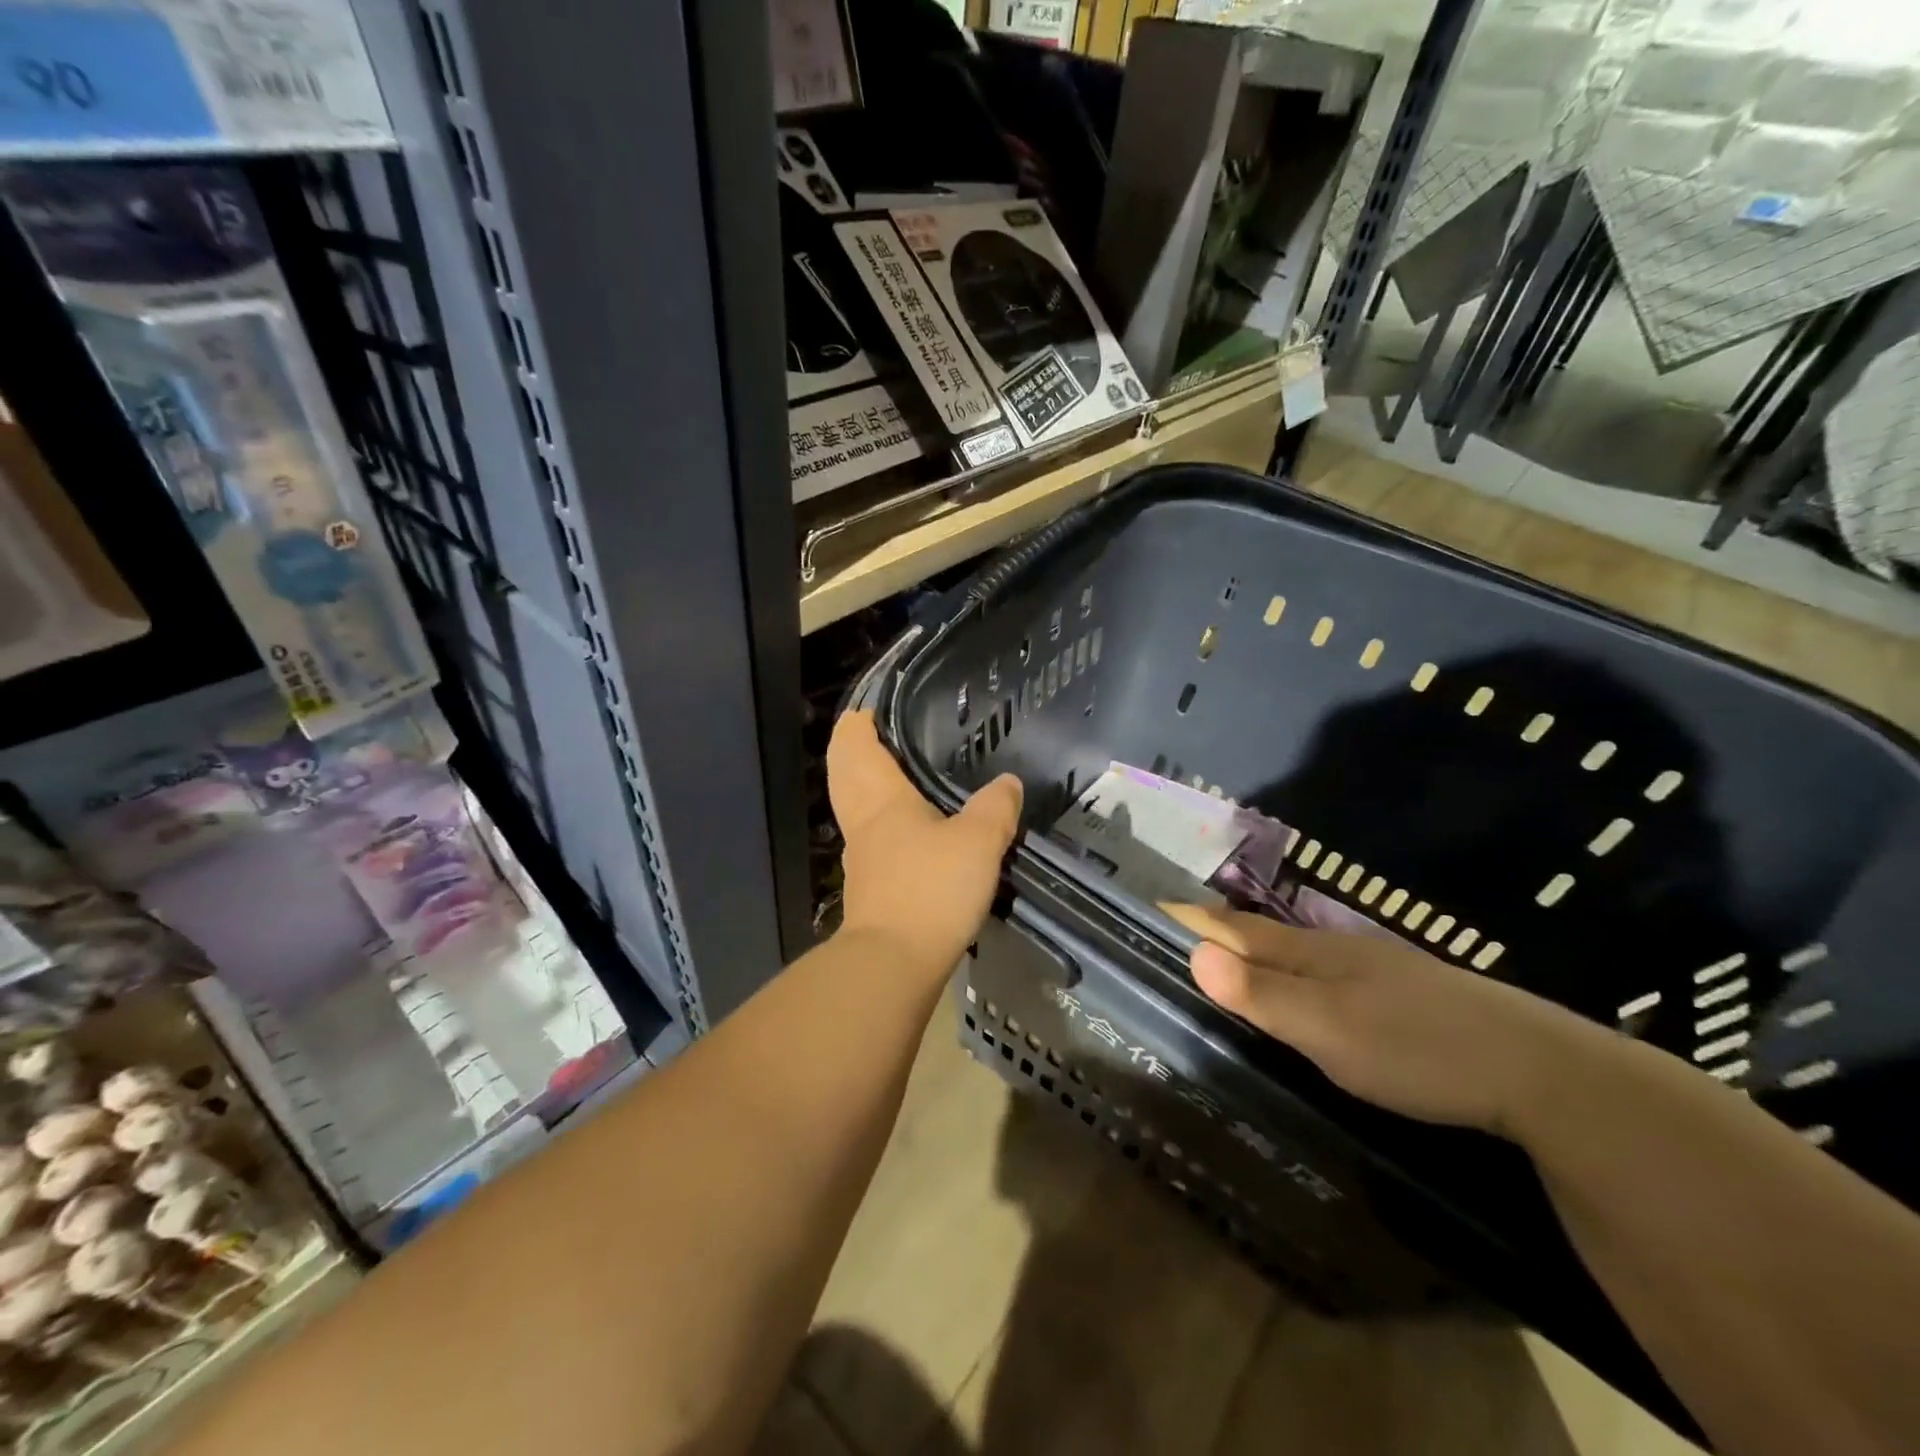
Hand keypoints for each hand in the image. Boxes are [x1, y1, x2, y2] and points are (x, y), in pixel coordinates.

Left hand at [828, 712, 1022, 974]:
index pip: (860, 751)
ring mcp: (863, 860)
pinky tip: (899, 834)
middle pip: (846, 778)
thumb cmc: (931, 888)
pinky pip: (869, 842)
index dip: (856, 728)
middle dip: (847, 753)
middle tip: (858, 733)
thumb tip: (1008, 782)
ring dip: (858, 787)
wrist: (893, 962)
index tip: (861, 711)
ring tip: (881, 776)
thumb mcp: (978, 842)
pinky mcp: (871, 892)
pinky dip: (875, 823)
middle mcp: (864, 824)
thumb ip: (995, 808)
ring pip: (853, 810)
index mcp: (883, 801)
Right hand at [1163, 904, 1613, 1137]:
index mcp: (1313, 952)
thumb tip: (1192, 954)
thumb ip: (1262, 996)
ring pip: (1300, 955)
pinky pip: (1328, 974)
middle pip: (1265, 936)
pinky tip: (1306, 993)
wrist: (1538, 1070)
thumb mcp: (1329, 1030)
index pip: (1237, 929)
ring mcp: (1376, 970)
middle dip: (1219, 932)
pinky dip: (1296, 975)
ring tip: (1227, 960)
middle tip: (1176, 935)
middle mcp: (1338, 950)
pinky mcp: (1404, 995)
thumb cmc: (1417, 1047)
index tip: (1154, 907)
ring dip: (1257, 953)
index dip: (1194, 920)